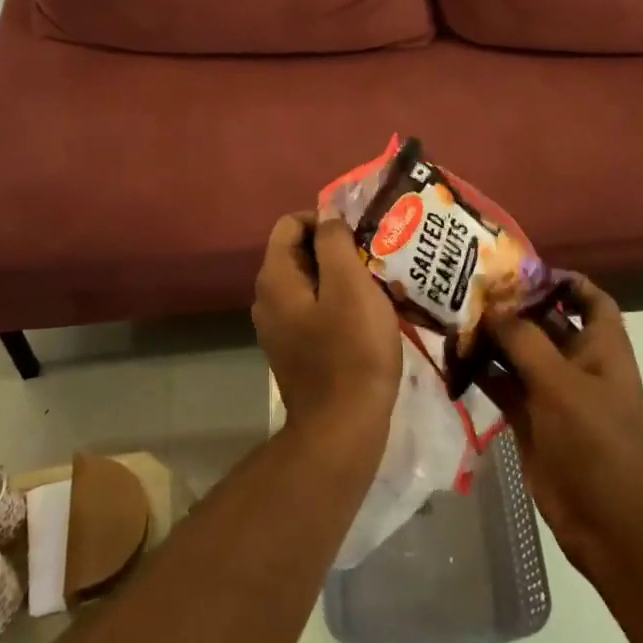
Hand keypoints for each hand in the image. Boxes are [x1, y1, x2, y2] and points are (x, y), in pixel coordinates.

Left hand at [252, 211, 400, 444]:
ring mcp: (278, 327)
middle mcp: (267, 299)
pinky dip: (337, 303)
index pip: (290, 224)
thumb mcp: (350, 286)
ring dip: (340, 277)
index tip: (360, 235)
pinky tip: (366, 316)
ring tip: (376, 285)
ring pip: (309, 282)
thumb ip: (334, 243)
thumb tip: (327, 215)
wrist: (342, 428)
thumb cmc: (351, 351)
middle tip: (373, 258)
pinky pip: (313, 309)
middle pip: (298, 252)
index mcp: (275, 278)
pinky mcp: (294, 349)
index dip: (325, 220)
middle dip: (335, 248)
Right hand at [478, 276, 642, 574]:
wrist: (607, 520)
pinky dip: (482, 372)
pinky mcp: (531, 419)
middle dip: (513, 306)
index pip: (589, 299)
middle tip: (470, 288)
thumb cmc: (595, 440)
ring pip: (519, 354)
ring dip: (492, 339)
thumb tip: (494, 307)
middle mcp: (578, 363)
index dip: (563, 280)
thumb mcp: (560, 382)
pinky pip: (503, 385)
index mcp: (602, 346)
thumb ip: (525, 340)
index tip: (522, 269)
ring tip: (453, 318)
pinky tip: (453, 359)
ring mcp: (553, 392)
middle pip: (546, 322)